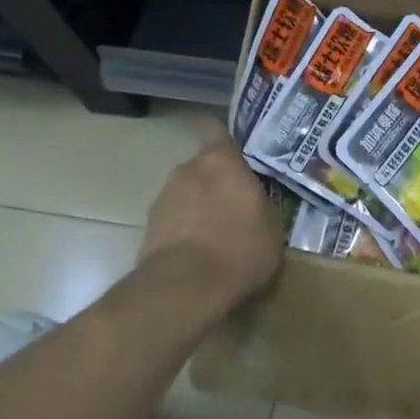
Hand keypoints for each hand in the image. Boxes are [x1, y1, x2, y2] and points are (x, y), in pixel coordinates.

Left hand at [138, 124, 285, 310]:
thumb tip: (255, 201)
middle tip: (234, 205)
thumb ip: (262, 203)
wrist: (185, 290)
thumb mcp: (272, 227)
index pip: (215, 128)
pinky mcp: (147, 227)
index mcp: (221, 160)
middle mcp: (187, 169)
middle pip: (202, 166)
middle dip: (215, 181)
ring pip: (185, 194)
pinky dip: (183, 230)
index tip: (235, 150)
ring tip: (215, 236)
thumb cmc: (240, 249)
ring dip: (197, 207)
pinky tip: (197, 255)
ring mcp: (163, 198)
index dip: (223, 136)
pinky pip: (172, 220)